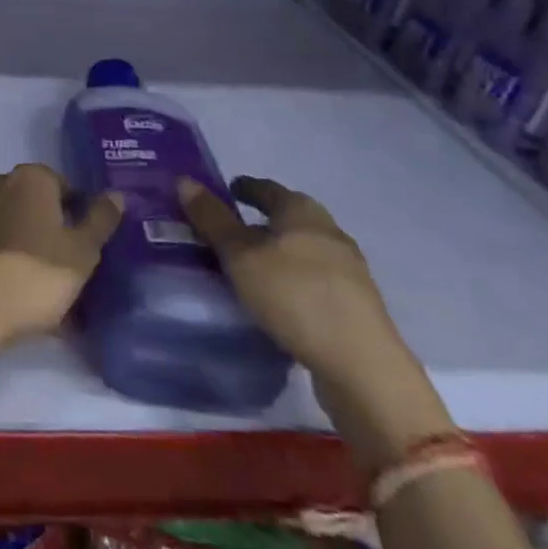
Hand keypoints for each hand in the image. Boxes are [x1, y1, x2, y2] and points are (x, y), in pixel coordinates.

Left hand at [0, 164, 123, 344]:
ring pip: (10, 222)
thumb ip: (100, 219)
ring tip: (42, 286)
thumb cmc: (37, 273)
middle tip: (66, 267)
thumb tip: (116, 194)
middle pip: (34, 203)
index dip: (78, 215)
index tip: (86, 246)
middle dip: (49, 228)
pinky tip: (16, 289)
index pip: (63, 187)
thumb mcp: (83, 251)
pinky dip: (4, 256)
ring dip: (26, 243)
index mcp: (30, 177)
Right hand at [178, 176, 406, 392]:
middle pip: (287, 219)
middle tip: (227, 232)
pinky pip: (311, 281)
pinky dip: (290, 281)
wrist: (363, 368)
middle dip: (259, 223)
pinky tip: (275, 300)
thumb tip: (184, 180)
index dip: (244, 187)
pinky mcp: (354, 307)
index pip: (267, 188)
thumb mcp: (240, 255)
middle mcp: (329, 232)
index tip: (225, 190)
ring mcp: (347, 271)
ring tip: (246, 269)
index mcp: (303, 211)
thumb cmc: (295, 296)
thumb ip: (212, 219)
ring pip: (301, 251)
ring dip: (275, 255)